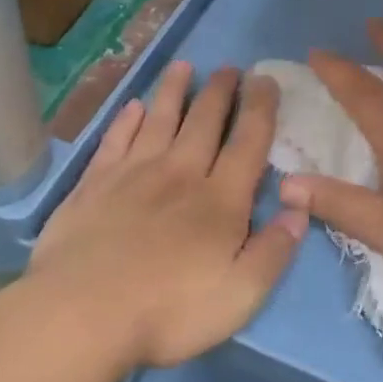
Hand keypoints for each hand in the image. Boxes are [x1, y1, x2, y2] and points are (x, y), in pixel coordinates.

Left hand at [28, 61, 305, 369]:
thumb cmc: (168, 311)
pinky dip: (126, 120)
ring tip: (184, 67)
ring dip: (174, 91)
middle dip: (220, 91)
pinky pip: (115, 139)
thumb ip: (274, 250)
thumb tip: (300, 208)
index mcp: (220, 200)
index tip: (266, 80)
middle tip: (229, 67)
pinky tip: (132, 106)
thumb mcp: (240, 295)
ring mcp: (132, 174)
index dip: (260, 108)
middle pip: (204, 122)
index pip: (248, 142)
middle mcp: (180, 174)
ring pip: (159, 119)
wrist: (81, 315)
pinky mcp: (94, 184)